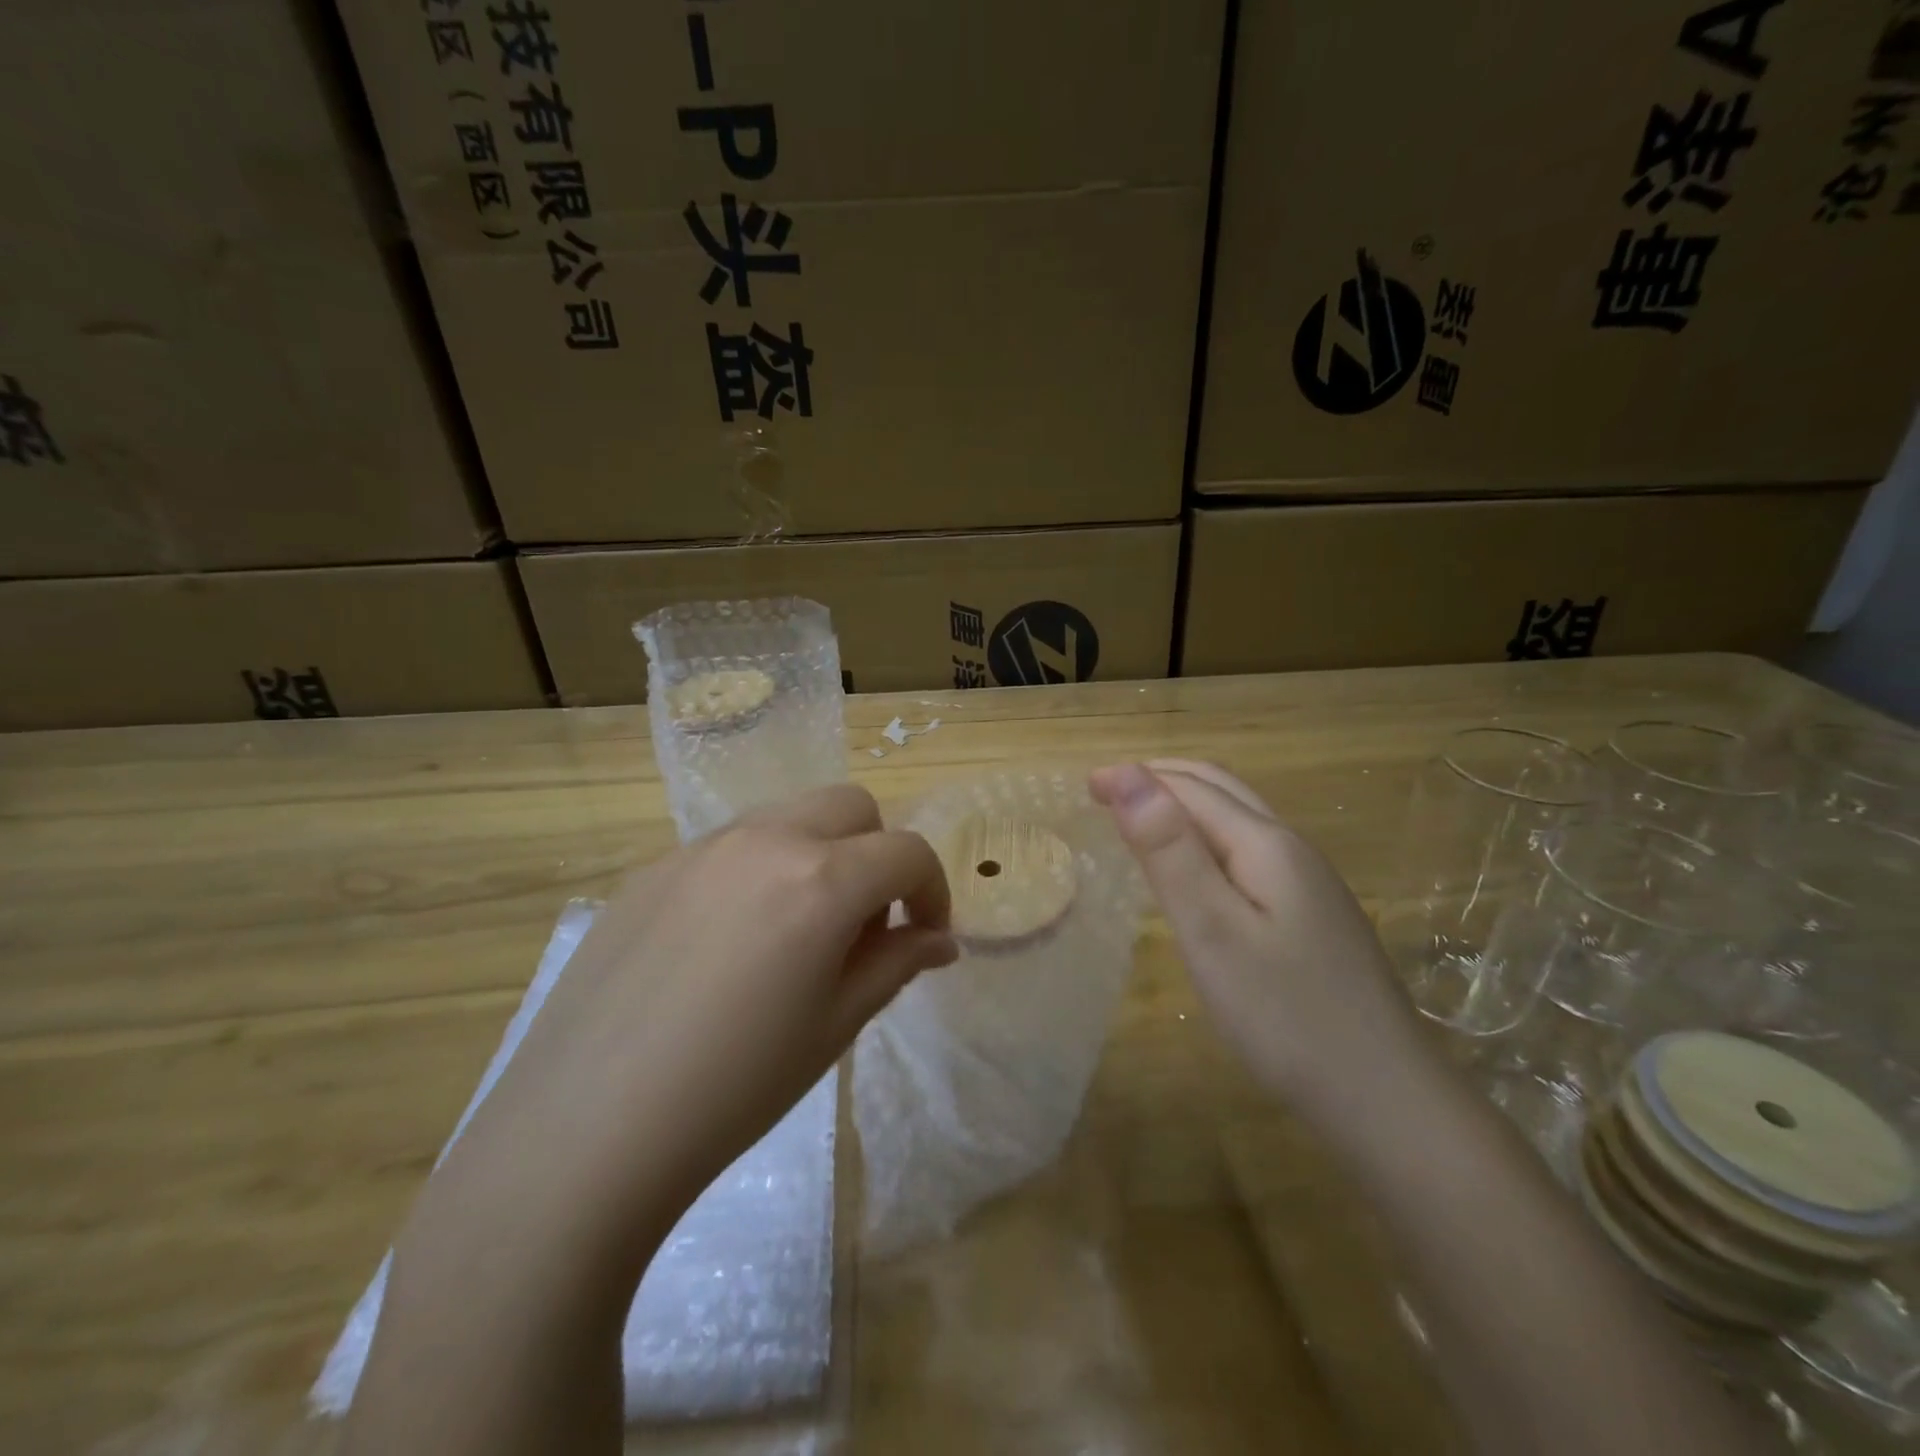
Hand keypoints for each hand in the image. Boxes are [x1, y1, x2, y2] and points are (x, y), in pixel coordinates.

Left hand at [441, 783, 955, 1264]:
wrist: (586, 1128)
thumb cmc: (736, 1087)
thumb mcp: (835, 1026)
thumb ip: (896, 964)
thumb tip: (939, 939)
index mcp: (821, 879)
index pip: (907, 851)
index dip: (933, 889)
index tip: (926, 935)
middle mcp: (765, 840)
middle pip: (851, 806)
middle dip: (877, 853)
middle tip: (865, 923)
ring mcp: (701, 848)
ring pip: (788, 816)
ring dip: (818, 853)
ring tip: (796, 931)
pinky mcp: (653, 869)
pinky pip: (729, 847)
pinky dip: (758, 871)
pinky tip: (727, 945)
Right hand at [1090, 760, 1432, 1115]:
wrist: (1386, 1099)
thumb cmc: (1284, 1015)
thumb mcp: (1213, 931)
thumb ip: (1170, 851)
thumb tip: (1129, 774)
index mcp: (1266, 844)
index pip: (1191, 788)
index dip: (1136, 777)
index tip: (1085, 784)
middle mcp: (1292, 849)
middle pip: (1221, 790)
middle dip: (1161, 778)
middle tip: (1105, 792)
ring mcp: (1309, 884)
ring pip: (1238, 820)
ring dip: (1185, 804)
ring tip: (1139, 819)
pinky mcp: (1313, 916)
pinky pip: (1249, 852)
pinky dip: (1206, 837)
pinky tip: (1195, 870)